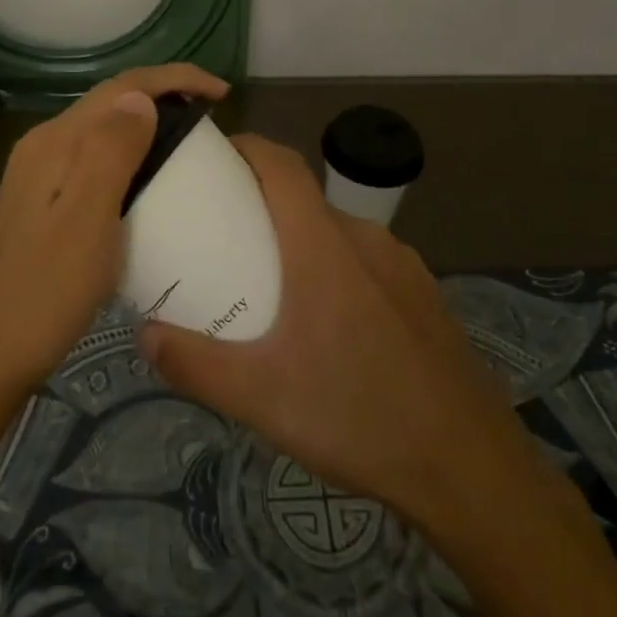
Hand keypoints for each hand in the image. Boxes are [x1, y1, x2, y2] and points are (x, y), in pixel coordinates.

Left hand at [0, 64, 229, 395]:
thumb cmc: (44, 293)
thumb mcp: (86, 220)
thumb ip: (111, 151)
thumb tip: (141, 97)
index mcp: (55, 142)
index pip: (122, 87)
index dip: (174, 79)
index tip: (221, 94)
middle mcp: (43, 147)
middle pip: (110, 103)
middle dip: (163, 96)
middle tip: (210, 119)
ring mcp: (36, 176)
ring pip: (100, 131)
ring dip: (145, 125)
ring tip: (187, 146)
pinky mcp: (39, 204)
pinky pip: (92, 161)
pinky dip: (128, 157)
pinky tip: (145, 185)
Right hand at [137, 136, 531, 528]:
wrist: (471, 469)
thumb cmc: (357, 416)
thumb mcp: (260, 398)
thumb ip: (195, 364)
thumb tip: (145, 336)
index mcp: (322, 245)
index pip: (280, 163)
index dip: (244, 147)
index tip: (209, 159)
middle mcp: (365, 239)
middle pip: (304, 198)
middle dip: (260, 204)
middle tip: (221, 238)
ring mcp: (402, 265)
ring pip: (337, 232)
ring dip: (299, 240)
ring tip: (269, 286)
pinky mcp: (425, 294)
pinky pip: (367, 262)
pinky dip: (335, 268)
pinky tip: (328, 326)